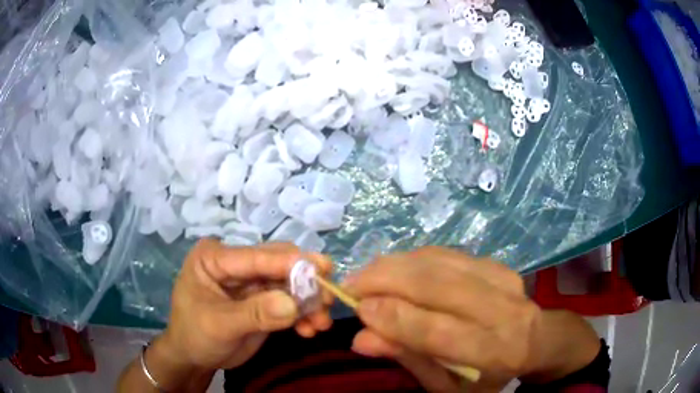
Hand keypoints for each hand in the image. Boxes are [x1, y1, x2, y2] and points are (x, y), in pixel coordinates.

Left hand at [160, 239, 333, 371]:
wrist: (194, 358)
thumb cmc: (195, 335)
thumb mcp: (219, 325)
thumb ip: (254, 314)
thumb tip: (293, 304)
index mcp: (215, 258)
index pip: (256, 256)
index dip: (290, 262)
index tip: (322, 269)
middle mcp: (235, 264)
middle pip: (278, 265)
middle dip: (304, 283)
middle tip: (327, 300)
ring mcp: (251, 283)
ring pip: (289, 284)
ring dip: (308, 302)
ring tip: (321, 322)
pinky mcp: (263, 300)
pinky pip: (289, 302)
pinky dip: (303, 315)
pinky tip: (310, 329)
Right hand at [345, 247, 599, 391]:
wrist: (535, 340)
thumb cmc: (488, 374)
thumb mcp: (447, 384)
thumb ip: (408, 359)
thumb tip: (361, 338)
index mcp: (494, 352)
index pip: (440, 331)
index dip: (396, 318)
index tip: (359, 310)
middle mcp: (503, 310)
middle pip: (438, 285)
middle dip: (386, 281)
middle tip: (351, 286)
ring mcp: (502, 279)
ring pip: (439, 262)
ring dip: (395, 265)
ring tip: (366, 276)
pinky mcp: (495, 263)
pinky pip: (446, 253)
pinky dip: (413, 258)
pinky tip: (395, 268)